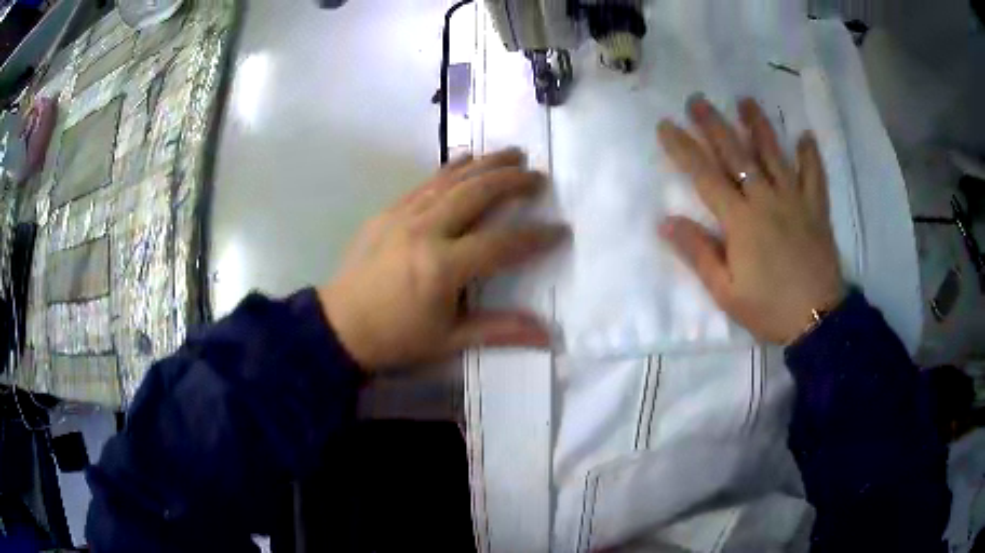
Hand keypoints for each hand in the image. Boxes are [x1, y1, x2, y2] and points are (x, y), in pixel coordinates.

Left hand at [319, 149, 567, 370]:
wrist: (339, 326)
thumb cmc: (396, 338)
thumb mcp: (449, 341)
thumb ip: (499, 331)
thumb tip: (547, 335)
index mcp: (443, 267)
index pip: (502, 244)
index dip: (535, 237)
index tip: (561, 230)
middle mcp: (426, 231)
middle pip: (478, 194)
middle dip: (513, 181)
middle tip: (540, 176)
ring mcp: (404, 216)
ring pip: (452, 180)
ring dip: (486, 163)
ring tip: (513, 154)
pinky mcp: (388, 211)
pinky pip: (426, 183)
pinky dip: (451, 168)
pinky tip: (467, 159)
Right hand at [657, 96, 844, 343]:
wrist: (818, 321)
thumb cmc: (769, 309)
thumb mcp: (726, 292)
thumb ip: (699, 253)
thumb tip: (666, 221)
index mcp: (741, 221)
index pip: (705, 176)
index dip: (683, 149)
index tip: (666, 125)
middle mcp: (766, 200)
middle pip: (737, 155)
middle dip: (714, 125)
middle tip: (698, 99)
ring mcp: (795, 201)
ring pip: (774, 155)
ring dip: (758, 126)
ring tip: (745, 101)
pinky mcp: (816, 210)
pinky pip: (814, 176)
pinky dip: (810, 156)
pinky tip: (805, 136)